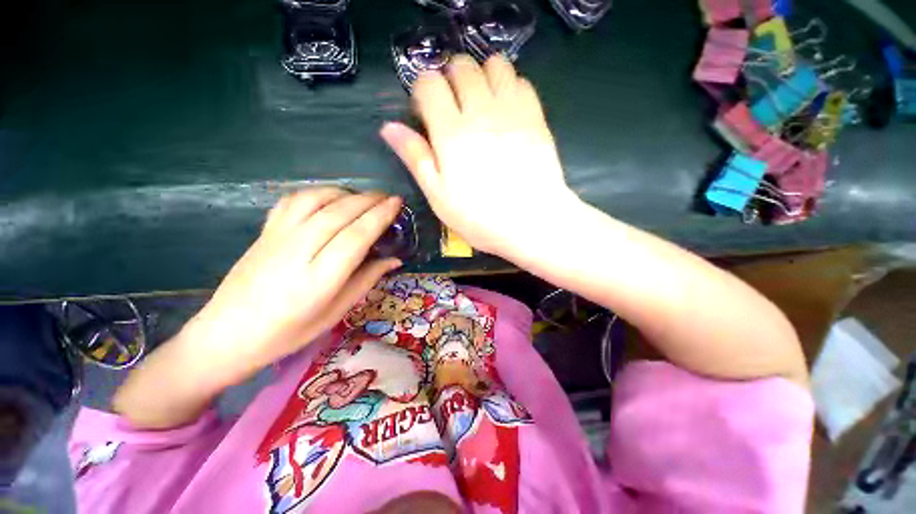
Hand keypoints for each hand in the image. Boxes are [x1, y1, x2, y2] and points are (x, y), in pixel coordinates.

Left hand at [187, 188, 402, 384]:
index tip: (397, 203)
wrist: (228, 333)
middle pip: (339, 213)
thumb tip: (395, 259)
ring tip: (364, 197)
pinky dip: (318, 192)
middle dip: (369, 200)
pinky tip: (331, 197)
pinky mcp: (266, 231)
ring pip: (316, 200)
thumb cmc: (289, 331)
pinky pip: (293, 200)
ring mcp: (278, 237)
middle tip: (389, 196)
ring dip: (346, 193)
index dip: (379, 216)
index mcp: (319, 279)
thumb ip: (367, 280)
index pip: (356, 236)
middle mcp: (298, 251)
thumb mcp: (336, 311)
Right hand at [380, 54, 578, 257]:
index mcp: (451, 133)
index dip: (423, 91)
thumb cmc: (480, 217)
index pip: (429, 83)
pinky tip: (506, 110)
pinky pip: (521, 81)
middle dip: (451, 79)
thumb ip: (415, 158)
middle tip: (453, 107)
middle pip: (461, 66)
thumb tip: (388, 127)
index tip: (426, 112)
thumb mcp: (439, 196)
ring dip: (482, 77)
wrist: (532, 222)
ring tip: (481, 103)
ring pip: (494, 65)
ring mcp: (512, 111)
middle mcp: (480, 111)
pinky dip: (509, 87)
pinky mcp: (535, 117)